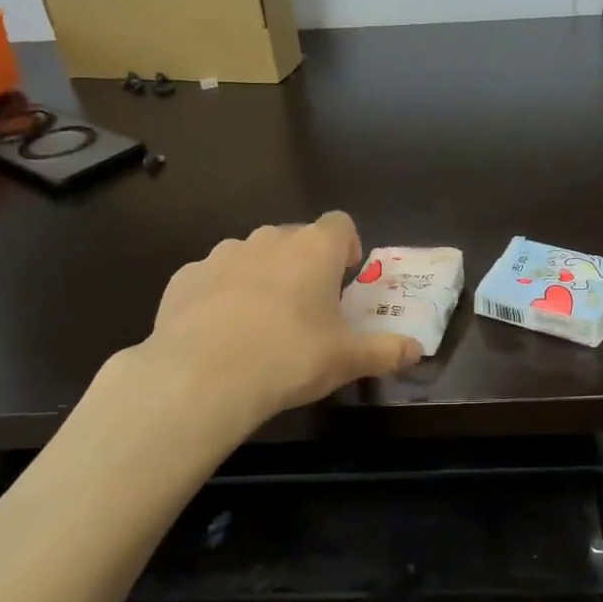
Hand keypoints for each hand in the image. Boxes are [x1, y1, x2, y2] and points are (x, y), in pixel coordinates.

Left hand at [128, 212, 420, 431]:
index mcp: (315, 249)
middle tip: (307, 308)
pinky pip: (213, 278)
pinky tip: (219, 332)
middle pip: (295, 238)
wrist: (202, 377)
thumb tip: (417, 350)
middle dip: (304, 264)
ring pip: (251, 255)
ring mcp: (222, 255)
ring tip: (261, 322)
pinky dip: (221, 295)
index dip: (347, 247)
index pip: (340, 223)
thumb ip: (386, 351)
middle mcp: (269, 239)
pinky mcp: (185, 277)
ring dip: (262, 277)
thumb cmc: (290, 357)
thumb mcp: (348, 360)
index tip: (345, 278)